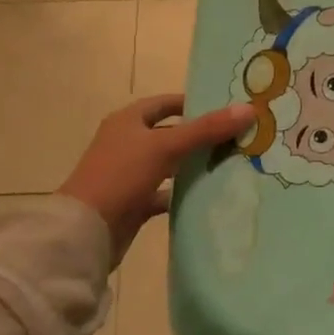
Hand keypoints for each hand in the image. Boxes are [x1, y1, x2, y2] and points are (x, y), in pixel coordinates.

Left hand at [59, 94, 254, 259]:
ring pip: (169, 164)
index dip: (193, 103)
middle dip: (201, 136)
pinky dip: (183, 194)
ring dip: (194, 165)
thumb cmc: (121, 176)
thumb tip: (249, 108)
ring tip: (231, 164)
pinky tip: (209, 196)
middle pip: (170, 133)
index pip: (165, 103)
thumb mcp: (166, 147)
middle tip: (237, 137)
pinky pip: (165, 193)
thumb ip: (207, 129)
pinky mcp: (133, 202)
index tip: (226, 109)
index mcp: (127, 121)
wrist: (84, 231)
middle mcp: (127, 143)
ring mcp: (129, 174)